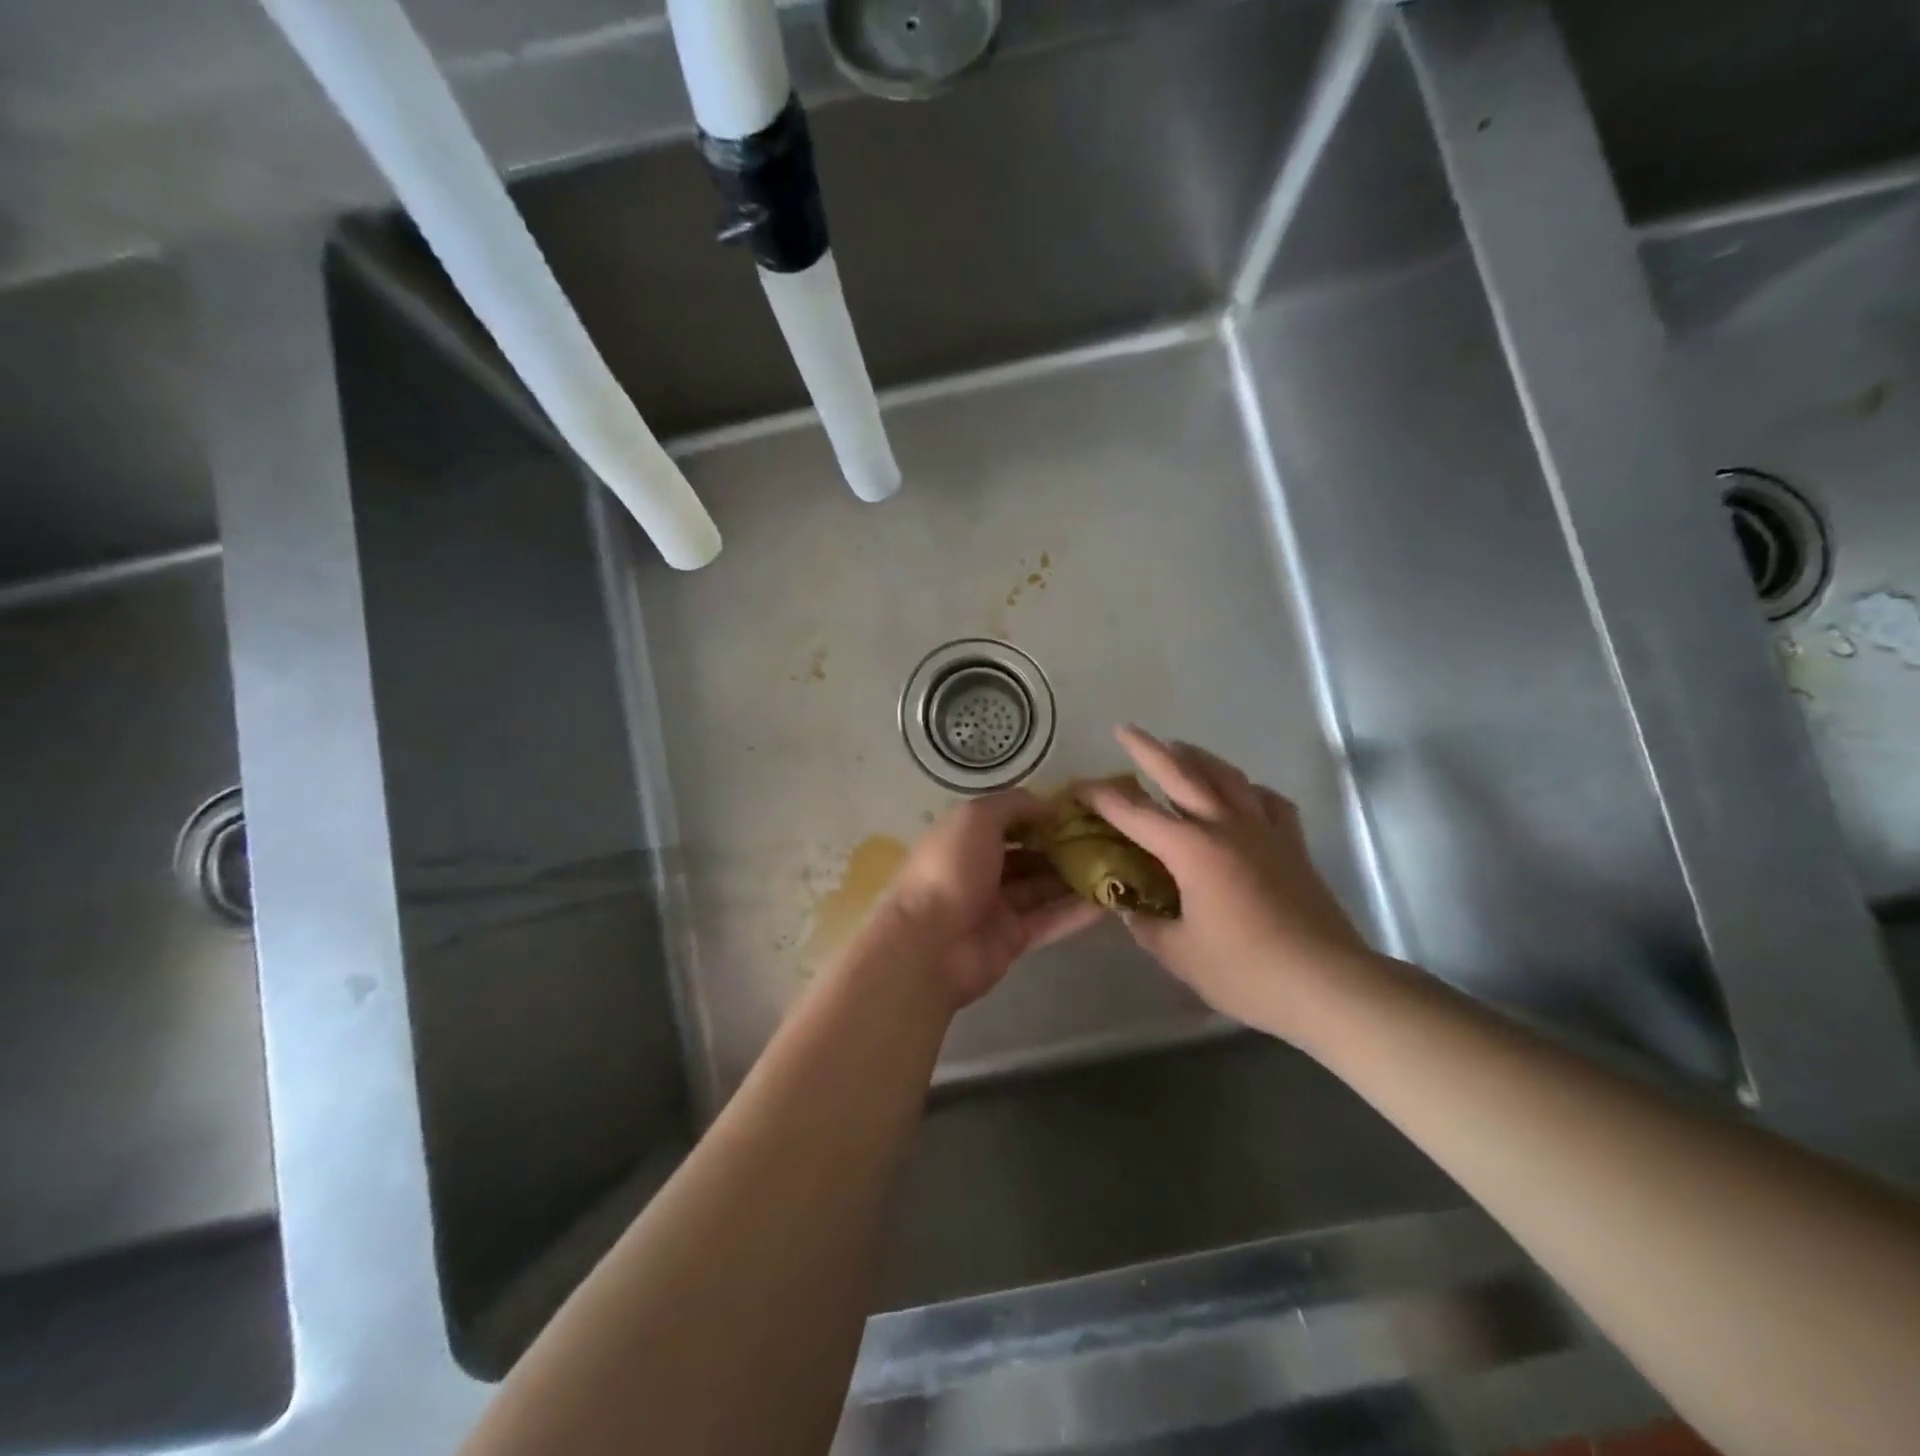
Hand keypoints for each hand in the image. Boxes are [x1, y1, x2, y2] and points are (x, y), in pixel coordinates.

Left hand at [871, 791, 1102, 1010]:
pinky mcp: (1013, 939)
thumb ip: (1013, 805)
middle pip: (1029, 855)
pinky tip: (1111, 901)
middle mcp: (981, 869)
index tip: (1081, 811)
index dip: (1041, 815)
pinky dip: (1077, 912)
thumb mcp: (976, 818)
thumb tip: (1049, 804)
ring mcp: (997, 906)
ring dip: (1076, 877)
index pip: (1009, 821)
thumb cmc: (951, 868)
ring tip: (1118, 865)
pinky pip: (1050, 920)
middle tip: (1108, 839)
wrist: (930, 943)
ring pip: (1043, 887)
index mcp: (966, 838)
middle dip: (1064, 847)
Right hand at [1078, 726, 1374, 1039]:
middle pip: (1182, 774)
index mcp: (1192, 850)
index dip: (1101, 797)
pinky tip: (1243, 793)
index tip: (1077, 787)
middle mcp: (1226, 827)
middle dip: (1148, 750)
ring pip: (1227, 777)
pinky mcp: (1293, 845)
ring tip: (1180, 747)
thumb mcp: (1180, 954)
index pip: (1134, 814)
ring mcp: (1264, 832)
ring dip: (1199, 757)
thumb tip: (1129, 906)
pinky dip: (1249, 789)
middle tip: (1126, 730)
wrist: (1328, 984)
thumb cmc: (1246, 971)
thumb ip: (1147, 924)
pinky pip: (1268, 801)